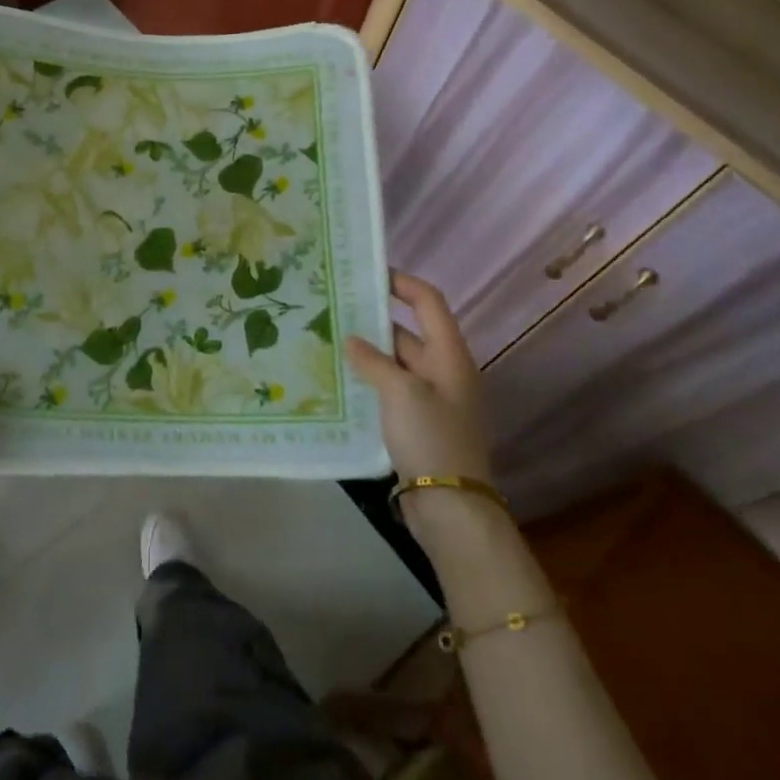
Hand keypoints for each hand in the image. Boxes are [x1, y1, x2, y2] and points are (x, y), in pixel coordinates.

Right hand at [346, 271, 491, 487]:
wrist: (451, 506)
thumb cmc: (431, 437)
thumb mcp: (401, 392)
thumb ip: (374, 361)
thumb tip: (351, 340)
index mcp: (450, 355)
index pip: (428, 302)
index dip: (401, 282)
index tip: (367, 273)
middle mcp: (445, 371)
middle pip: (409, 332)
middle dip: (373, 320)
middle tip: (333, 311)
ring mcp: (433, 399)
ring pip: (397, 363)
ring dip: (369, 353)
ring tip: (328, 342)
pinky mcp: (420, 424)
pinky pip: (393, 390)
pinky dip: (371, 381)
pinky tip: (341, 381)